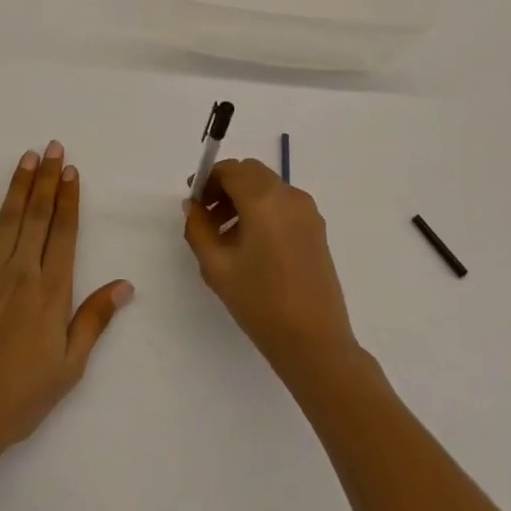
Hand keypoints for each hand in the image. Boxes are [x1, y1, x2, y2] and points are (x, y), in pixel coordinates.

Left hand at [0, 141, 133, 458]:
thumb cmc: (22, 395)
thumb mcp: (69, 365)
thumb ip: (94, 320)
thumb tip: (125, 285)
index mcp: (52, 290)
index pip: (64, 232)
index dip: (68, 198)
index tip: (71, 170)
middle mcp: (22, 272)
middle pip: (37, 215)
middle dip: (46, 179)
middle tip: (51, 148)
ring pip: (7, 219)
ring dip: (18, 186)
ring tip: (26, 157)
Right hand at [182, 159, 357, 381]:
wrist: (315, 341)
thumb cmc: (261, 303)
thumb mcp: (217, 267)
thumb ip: (199, 229)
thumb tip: (194, 206)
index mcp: (263, 199)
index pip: (231, 169)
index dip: (208, 179)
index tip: (194, 201)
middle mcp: (289, 195)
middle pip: (251, 173)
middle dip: (226, 186)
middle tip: (208, 215)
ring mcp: (307, 211)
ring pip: (268, 187)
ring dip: (244, 198)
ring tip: (227, 236)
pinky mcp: (317, 228)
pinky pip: (284, 204)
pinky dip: (264, 210)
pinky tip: (252, 246)